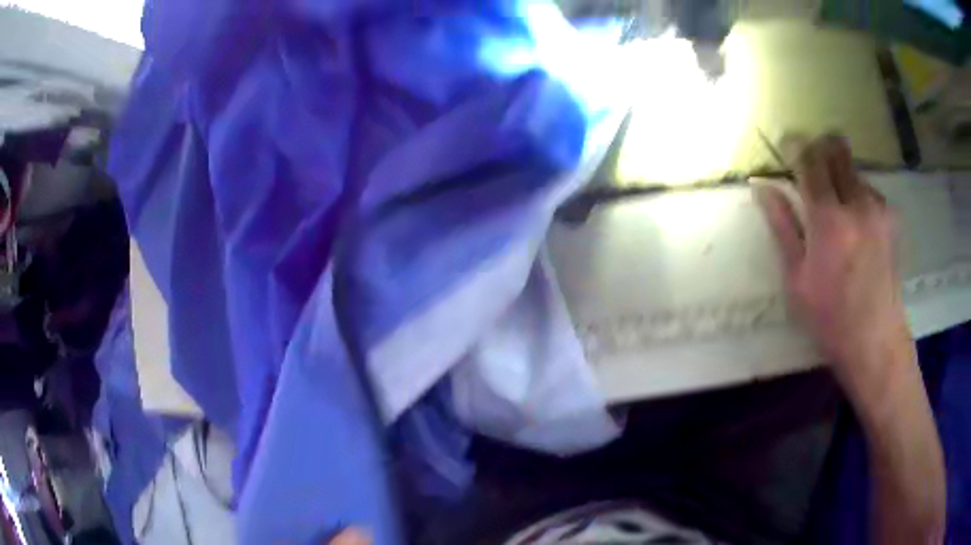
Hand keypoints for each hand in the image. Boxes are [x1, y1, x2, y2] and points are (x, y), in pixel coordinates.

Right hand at [760, 134, 944, 544]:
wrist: (876, 341)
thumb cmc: (830, 318)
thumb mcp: (796, 279)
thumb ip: (782, 226)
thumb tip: (762, 187)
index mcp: (828, 219)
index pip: (809, 159)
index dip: (795, 146)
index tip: (786, 146)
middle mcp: (856, 203)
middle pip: (836, 149)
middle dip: (820, 148)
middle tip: (811, 167)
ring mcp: (878, 208)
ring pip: (853, 168)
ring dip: (840, 175)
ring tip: (836, 206)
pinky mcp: (891, 218)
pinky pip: (869, 189)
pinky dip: (857, 194)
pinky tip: (856, 224)